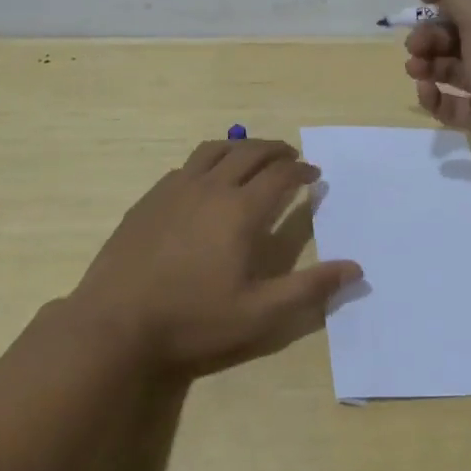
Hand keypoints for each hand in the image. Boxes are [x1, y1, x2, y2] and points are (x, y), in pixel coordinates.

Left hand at [68, 138, 361, 377]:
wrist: (115, 323)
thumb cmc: (193, 319)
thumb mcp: (259, 314)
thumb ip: (309, 288)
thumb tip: (355, 267)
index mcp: (241, 211)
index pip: (281, 175)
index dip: (302, 171)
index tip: (314, 175)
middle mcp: (211, 188)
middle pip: (250, 152)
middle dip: (276, 150)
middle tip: (291, 157)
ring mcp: (176, 189)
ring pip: (215, 151)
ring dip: (241, 147)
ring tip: (253, 157)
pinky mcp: (150, 198)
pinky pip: (187, 166)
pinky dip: (208, 162)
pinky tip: (206, 182)